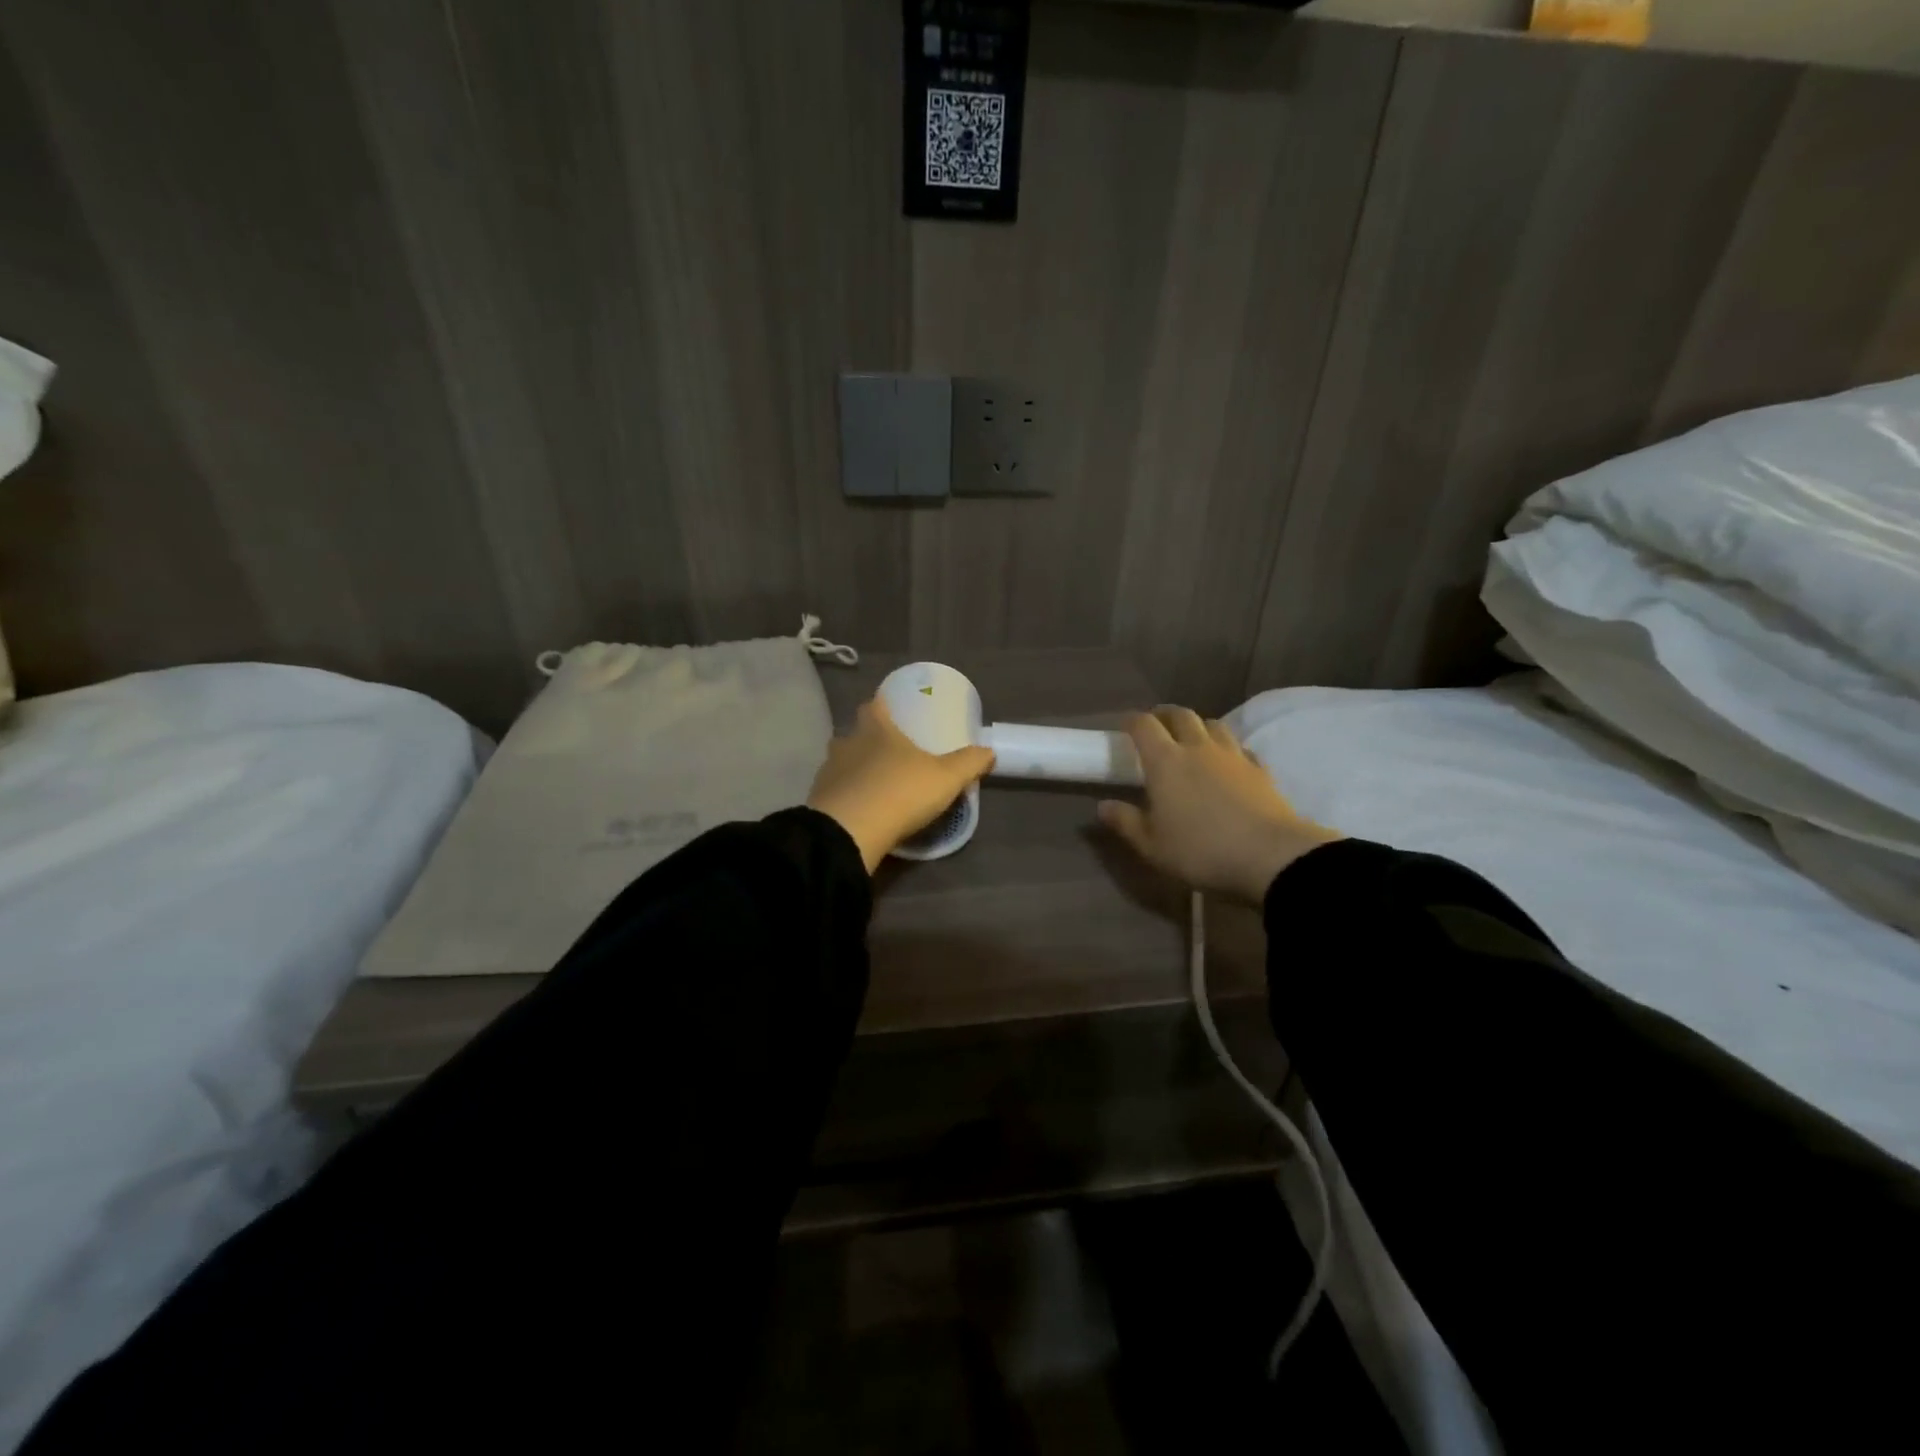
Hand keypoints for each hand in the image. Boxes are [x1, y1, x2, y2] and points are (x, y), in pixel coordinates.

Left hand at [807, 695, 995, 872]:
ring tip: (876, 782)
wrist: (849, 832)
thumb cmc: (899, 792)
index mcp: (876, 729)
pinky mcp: (818, 800)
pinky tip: (860, 808)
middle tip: (890, 751)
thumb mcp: (946, 778)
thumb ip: (969, 762)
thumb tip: (989, 750)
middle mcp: (847, 743)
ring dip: (856, 768)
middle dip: (869, 738)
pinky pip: (835, 791)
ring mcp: (828, 771)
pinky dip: (846, 795)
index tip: (893, 709)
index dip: (883, 704)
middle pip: (855, 732)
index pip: (875, 705)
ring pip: (842, 762)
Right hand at [1098, 706, 1341, 903]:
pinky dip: (1228, 749)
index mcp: (1165, 762)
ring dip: (1199, 726)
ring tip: (1192, 739)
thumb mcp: (1152, 846)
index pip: (1144, 726)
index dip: (1132, 721)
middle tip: (1157, 725)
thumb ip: (1126, 822)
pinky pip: (1240, 748)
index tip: (1124, 727)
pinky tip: (1228, 763)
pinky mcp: (1260, 770)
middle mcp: (1198, 749)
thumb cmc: (1201, 851)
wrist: (1271, 857)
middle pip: (1181, 715)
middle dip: (1165, 715)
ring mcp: (1233, 756)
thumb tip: (1103, 806)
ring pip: (1214, 725)